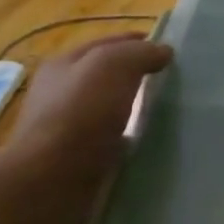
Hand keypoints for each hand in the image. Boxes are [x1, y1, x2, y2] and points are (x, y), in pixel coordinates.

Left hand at [0, 35, 172, 223]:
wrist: (51, 181)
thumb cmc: (81, 113)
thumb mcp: (114, 65)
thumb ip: (140, 53)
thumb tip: (163, 51)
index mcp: (63, 64)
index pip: (107, 44)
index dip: (138, 42)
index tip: (169, 51)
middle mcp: (59, 94)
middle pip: (106, 78)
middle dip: (136, 78)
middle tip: (172, 83)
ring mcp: (65, 130)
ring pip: (108, 111)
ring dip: (132, 112)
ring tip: (164, 115)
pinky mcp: (74, 161)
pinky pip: (108, 143)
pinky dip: (126, 142)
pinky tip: (145, 145)